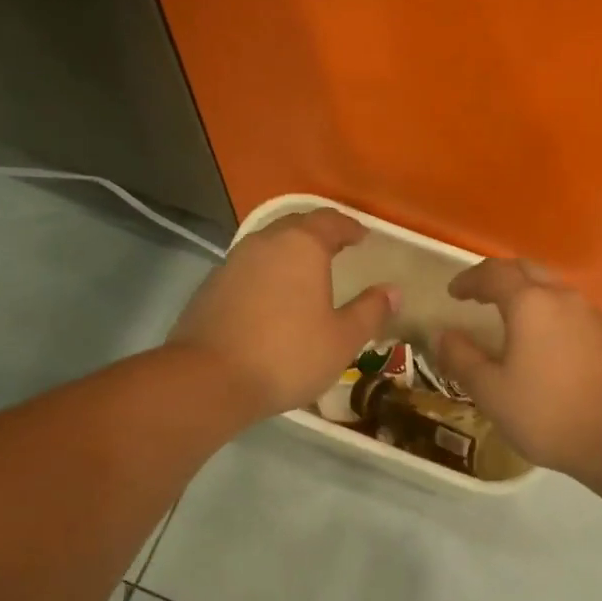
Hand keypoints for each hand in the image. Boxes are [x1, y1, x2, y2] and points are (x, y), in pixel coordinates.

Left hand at [167, 209, 397, 420]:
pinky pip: (248, 269)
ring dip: (289, 253)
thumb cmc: (287, 355)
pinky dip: (266, 274)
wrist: (209, 379)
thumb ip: (370, 311)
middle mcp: (265, 243)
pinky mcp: (211, 286)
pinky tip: (272, 298)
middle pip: (296, 226)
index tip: (362, 237)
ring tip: (305, 273)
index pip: (331, 221)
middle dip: (318, 233)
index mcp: (302, 246)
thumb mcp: (342, 339)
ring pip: (268, 245)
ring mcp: (233, 262)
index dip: (349, 227)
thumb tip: (393, 291)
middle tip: (336, 248)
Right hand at [433, 259, 601, 474]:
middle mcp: (564, 298)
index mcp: (530, 304)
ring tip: (513, 319)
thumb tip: (444, 335)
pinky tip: (550, 345)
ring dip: (530, 295)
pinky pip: (575, 313)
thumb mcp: (491, 392)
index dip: (469, 279)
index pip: (493, 274)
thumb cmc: (547, 414)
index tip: (454, 293)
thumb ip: (462, 358)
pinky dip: (553, 316)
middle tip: (481, 295)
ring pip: (555, 290)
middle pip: (528, 270)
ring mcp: (594, 315)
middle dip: (501, 277)